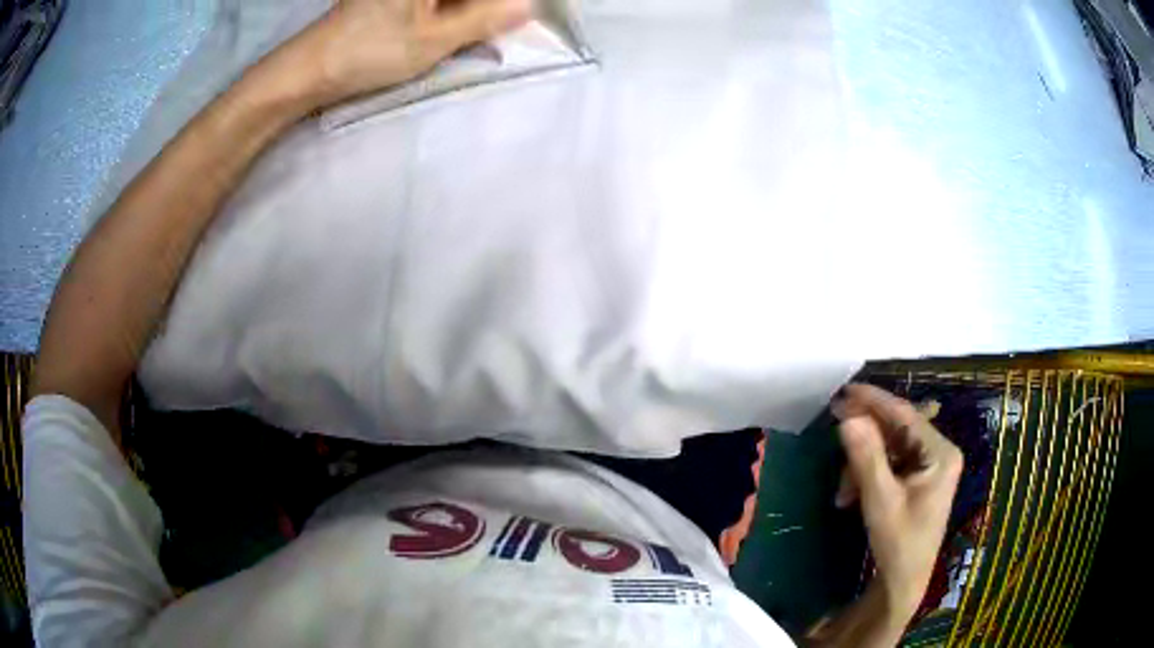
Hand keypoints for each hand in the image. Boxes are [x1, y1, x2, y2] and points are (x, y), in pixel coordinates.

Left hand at [299, 0, 532, 104]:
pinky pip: (435, 2)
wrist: (309, 68)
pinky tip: (452, 27)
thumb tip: (529, 5)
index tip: (520, 14)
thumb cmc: (369, 51)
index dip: (502, 5)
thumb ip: (487, 18)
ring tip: (477, 32)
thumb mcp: (435, 39)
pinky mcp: (393, 0)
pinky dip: (449, 11)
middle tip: (503, 25)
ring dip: (469, 11)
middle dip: (487, 8)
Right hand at [832, 384, 963, 620]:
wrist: (902, 583)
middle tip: (834, 432)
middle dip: (864, 441)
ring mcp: (929, 466)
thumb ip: (866, 458)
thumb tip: (847, 419)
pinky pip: (889, 464)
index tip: (844, 392)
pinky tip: (851, 496)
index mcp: (941, 453)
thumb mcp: (880, 501)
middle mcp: (939, 452)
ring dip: (861, 464)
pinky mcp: (917, 479)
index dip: (874, 401)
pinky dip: (867, 475)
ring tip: (842, 493)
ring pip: (889, 448)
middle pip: (897, 430)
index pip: (906, 415)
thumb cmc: (898, 544)